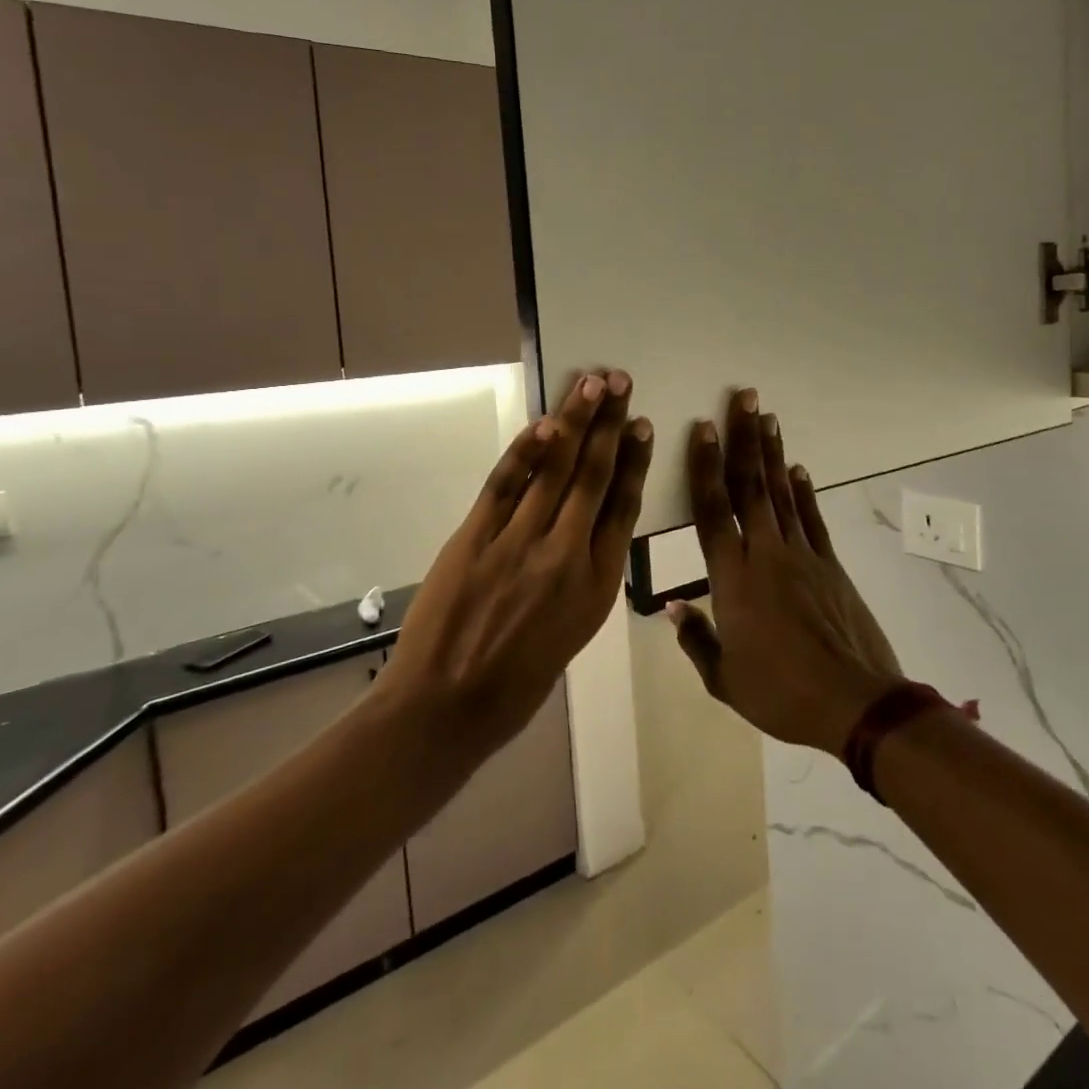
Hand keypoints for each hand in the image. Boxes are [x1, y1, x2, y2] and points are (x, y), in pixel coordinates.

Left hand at [383, 370, 652, 752]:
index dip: (634, 461)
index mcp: (596, 586)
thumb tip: (587, 530)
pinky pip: (506, 484)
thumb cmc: (517, 684)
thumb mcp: (573, 634)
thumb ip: (584, 577)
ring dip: (574, 422)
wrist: (446, 707)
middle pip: (593, 476)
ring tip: (591, 383)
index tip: (642, 425)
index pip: (622, 508)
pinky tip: (544, 424)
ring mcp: (519, 543)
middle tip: (621, 381)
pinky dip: (525, 450)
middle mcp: (565, 555)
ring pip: (555, 470)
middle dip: (609, 424)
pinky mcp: (475, 538)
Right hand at [670, 387, 901, 754]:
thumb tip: (673, 609)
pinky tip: (799, 469)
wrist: (855, 704)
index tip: (702, 428)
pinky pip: (812, 519)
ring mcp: (803, 556)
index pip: (712, 510)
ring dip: (774, 453)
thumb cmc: (781, 694)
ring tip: (767, 417)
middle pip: (750, 486)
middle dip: (744, 439)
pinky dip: (804, 492)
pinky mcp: (831, 565)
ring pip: (782, 494)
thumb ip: (696, 640)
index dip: (704, 466)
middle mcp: (766, 554)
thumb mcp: (724, 680)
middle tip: (744, 398)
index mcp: (732, 579)